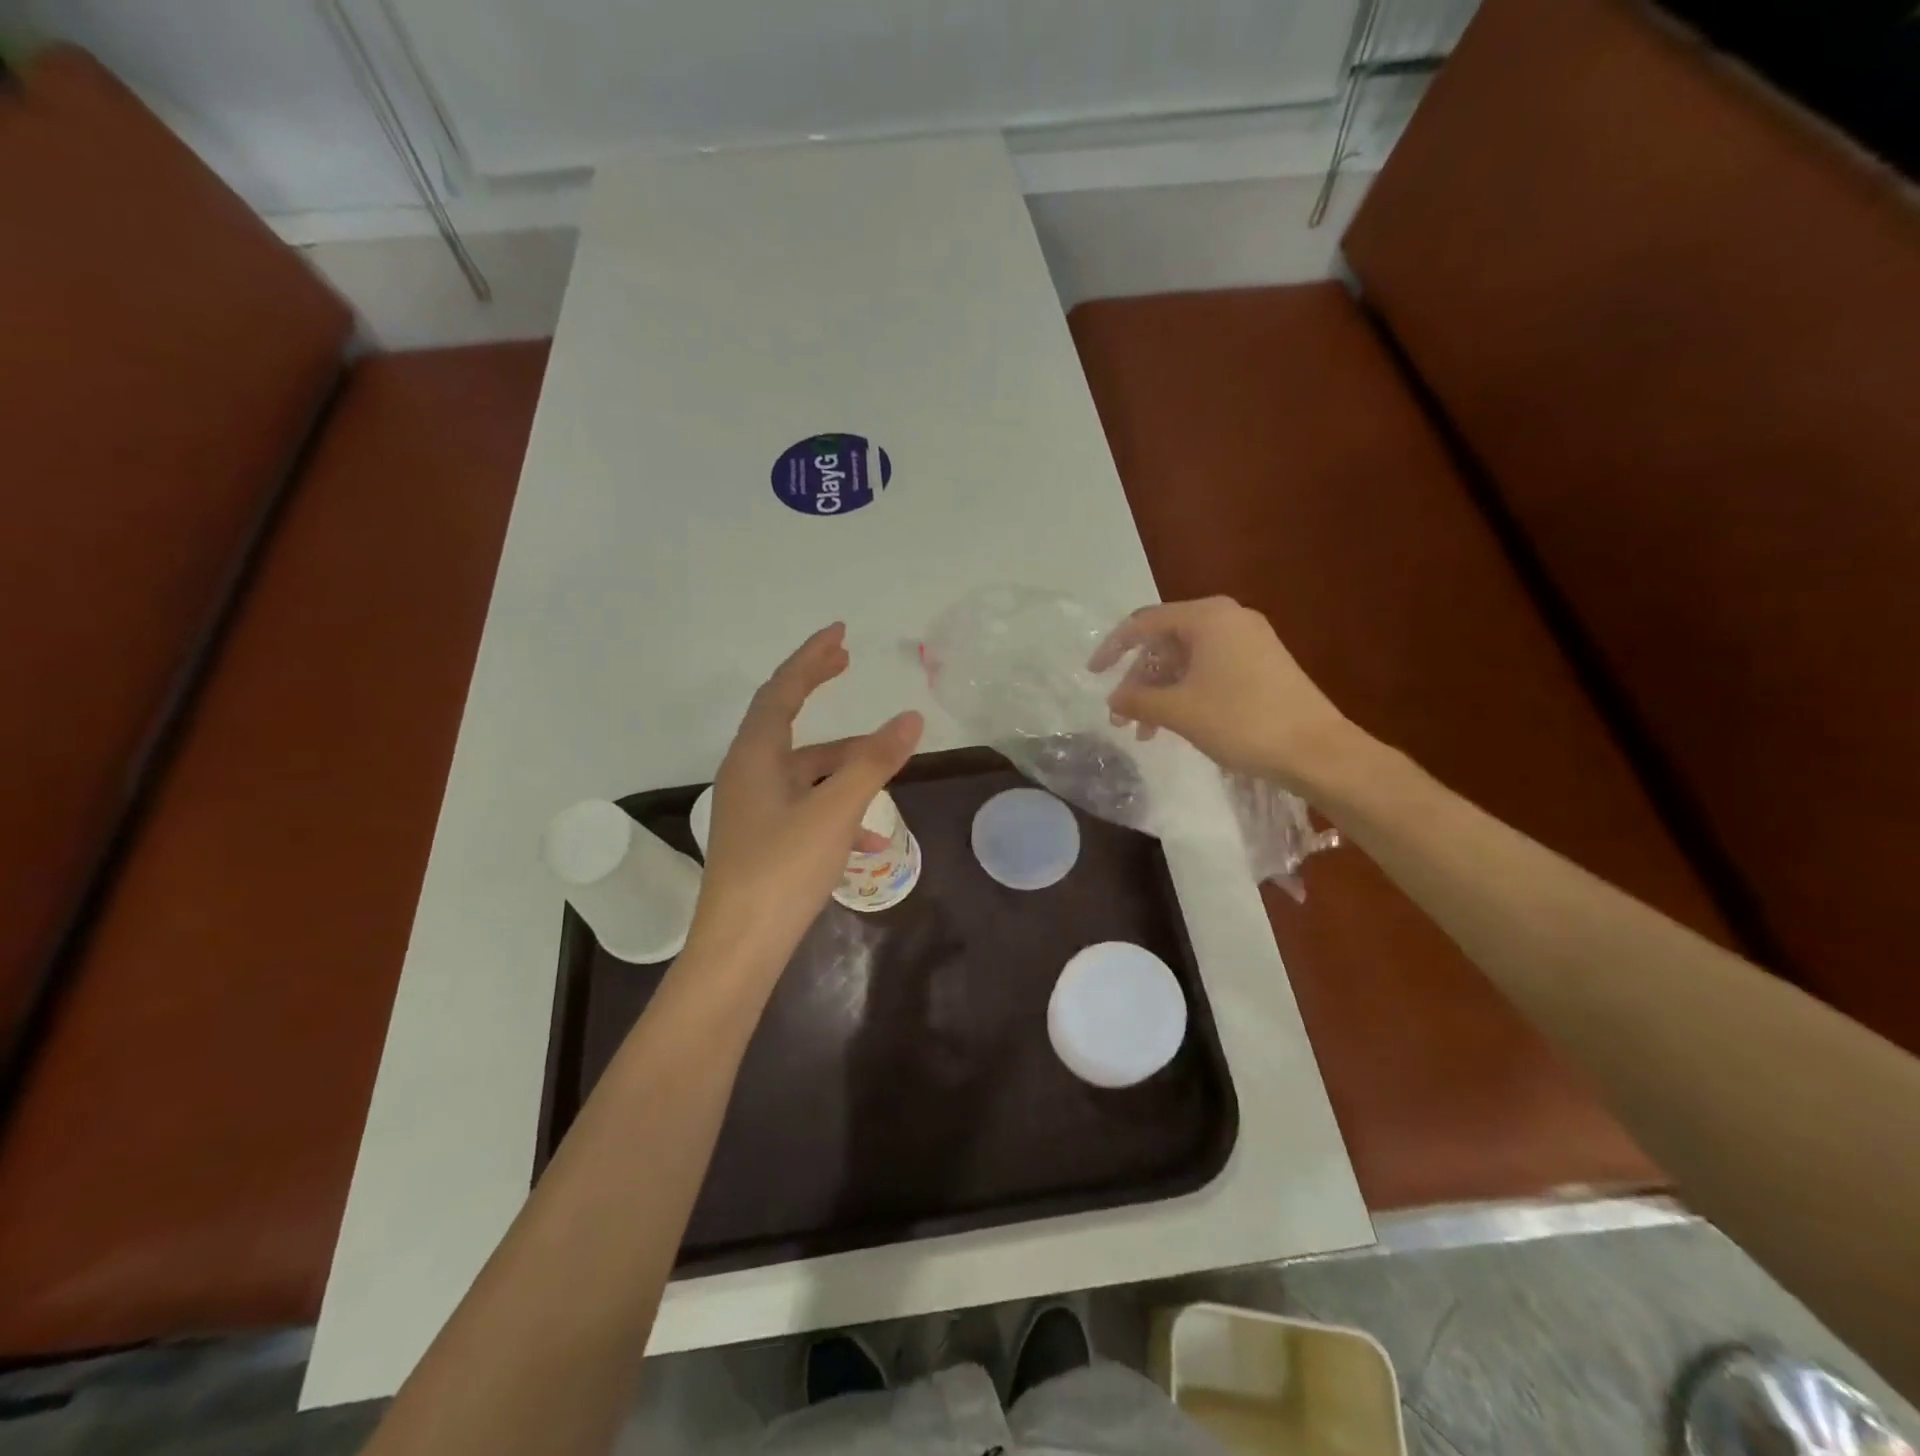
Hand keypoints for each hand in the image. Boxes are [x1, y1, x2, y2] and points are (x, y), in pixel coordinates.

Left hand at [690, 624, 922, 972]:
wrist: (740, 949)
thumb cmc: (783, 870)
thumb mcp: (836, 811)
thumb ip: (874, 762)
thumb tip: (910, 718)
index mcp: (755, 757)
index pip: (781, 690)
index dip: (810, 658)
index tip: (839, 633)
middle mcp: (748, 774)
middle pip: (786, 719)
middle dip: (816, 689)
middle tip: (846, 661)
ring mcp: (753, 809)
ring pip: (804, 770)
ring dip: (843, 765)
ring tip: (886, 766)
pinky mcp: (763, 839)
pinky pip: (805, 807)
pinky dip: (837, 808)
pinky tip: (870, 839)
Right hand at [1089, 596, 1354, 788]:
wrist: (1316, 749)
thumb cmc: (1241, 721)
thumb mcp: (1179, 710)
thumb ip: (1138, 699)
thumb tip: (1114, 698)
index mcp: (1208, 617)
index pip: (1144, 623)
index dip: (1113, 648)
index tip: (1093, 674)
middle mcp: (1229, 619)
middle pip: (1166, 642)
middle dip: (1139, 680)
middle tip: (1122, 717)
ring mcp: (1249, 640)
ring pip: (1187, 659)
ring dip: (1161, 692)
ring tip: (1146, 732)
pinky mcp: (1262, 664)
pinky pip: (1210, 669)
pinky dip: (1186, 692)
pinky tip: (1176, 724)